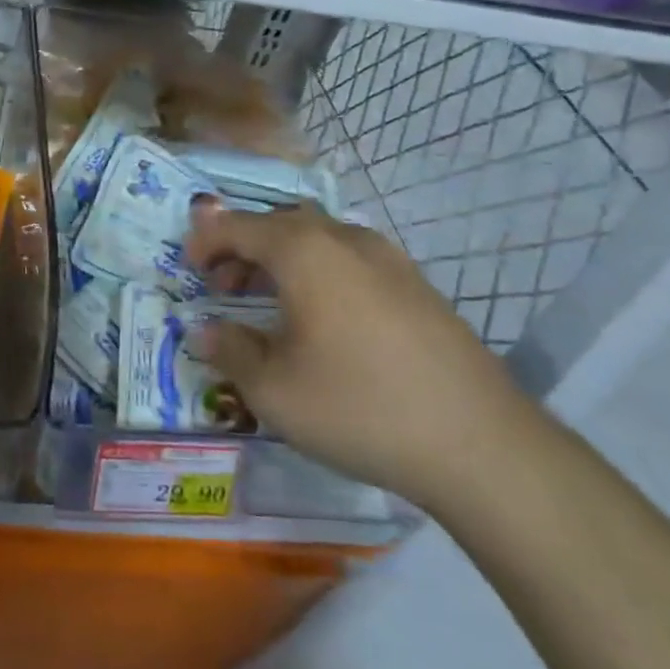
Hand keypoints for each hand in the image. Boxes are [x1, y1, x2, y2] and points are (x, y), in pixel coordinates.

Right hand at [186, 202, 534, 506]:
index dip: (206, 242)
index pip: (238, 226)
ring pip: (319, 238)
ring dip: (283, 258)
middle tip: (224, 287)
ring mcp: (390, 259)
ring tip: (272, 302)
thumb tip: (205, 330)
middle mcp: (345, 239)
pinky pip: (351, 259)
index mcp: (304, 251)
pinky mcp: (419, 286)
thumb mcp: (273, 390)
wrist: (481, 444)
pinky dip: (321, 272)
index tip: (188, 268)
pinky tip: (326, 320)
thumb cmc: (359, 407)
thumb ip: (229, 350)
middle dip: (243, 247)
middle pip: (280, 224)